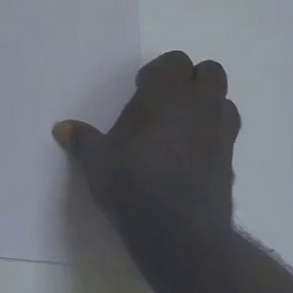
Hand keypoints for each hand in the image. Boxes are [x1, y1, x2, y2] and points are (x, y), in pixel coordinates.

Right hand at [54, 51, 238, 241]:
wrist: (178, 231)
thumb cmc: (131, 182)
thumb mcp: (96, 160)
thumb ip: (82, 140)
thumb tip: (61, 128)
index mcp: (166, 92)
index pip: (175, 61)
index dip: (159, 72)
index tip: (141, 89)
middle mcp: (199, 104)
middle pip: (210, 72)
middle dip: (191, 81)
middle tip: (165, 102)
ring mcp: (221, 132)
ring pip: (224, 102)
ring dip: (207, 106)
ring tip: (181, 127)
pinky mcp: (231, 161)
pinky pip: (226, 135)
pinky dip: (212, 137)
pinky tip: (190, 157)